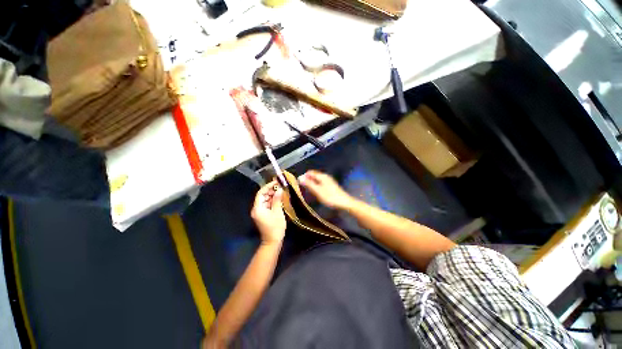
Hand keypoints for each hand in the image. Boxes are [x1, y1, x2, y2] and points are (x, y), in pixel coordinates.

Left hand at [251, 181, 285, 244]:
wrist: (272, 241)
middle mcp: (256, 209)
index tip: (276, 182)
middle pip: (263, 196)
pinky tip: (279, 198)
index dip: (268, 186)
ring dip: (272, 195)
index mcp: (258, 208)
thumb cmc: (275, 227)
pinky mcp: (263, 215)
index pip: (261, 193)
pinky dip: (273, 201)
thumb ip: (277, 200)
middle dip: (271, 190)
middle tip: (280, 186)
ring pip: (265, 200)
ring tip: (281, 191)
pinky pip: (267, 204)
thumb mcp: (277, 212)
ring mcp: (259, 212)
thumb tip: (279, 189)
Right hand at [299, 170, 353, 209]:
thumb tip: (300, 177)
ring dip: (312, 183)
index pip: (310, 172)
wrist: (344, 203)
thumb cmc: (330, 197)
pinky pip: (320, 183)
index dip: (304, 176)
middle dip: (307, 180)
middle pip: (314, 175)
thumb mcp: (317, 191)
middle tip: (303, 188)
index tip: (299, 184)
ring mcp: (329, 181)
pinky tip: (316, 192)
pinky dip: (316, 186)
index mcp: (322, 176)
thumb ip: (309, 184)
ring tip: (308, 191)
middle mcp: (325, 177)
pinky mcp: (331, 186)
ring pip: (317, 180)